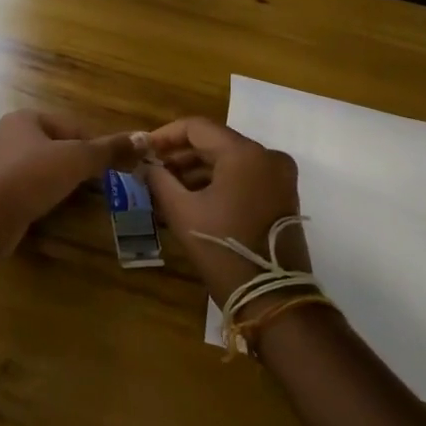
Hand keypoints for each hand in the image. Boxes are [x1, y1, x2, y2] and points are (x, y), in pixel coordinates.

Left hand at [0, 110, 139, 227]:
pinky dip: (43, 194)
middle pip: (56, 146)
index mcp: (24, 118)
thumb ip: (110, 149)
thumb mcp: (77, 159)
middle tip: (98, 182)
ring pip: (41, 168)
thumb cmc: (33, 176)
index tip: (112, 164)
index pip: (70, 126)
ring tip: (79, 196)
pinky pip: (28, 187)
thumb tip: (144, 138)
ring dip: (61, 179)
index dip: (94, 144)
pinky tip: (53, 207)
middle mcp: (7, 135)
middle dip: (77, 163)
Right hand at [142, 118, 309, 302]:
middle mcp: (267, 156)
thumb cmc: (222, 249)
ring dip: (197, 170)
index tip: (143, 150)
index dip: (165, 135)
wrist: (272, 297)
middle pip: (215, 142)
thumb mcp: (182, 212)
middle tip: (151, 170)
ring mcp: (279, 176)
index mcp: (244, 153)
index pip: (197, 127)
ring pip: (229, 160)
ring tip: (165, 187)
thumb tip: (144, 165)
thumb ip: (159, 180)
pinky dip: (218, 182)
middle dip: (180, 154)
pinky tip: (191, 198)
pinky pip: (243, 176)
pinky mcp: (282, 195)